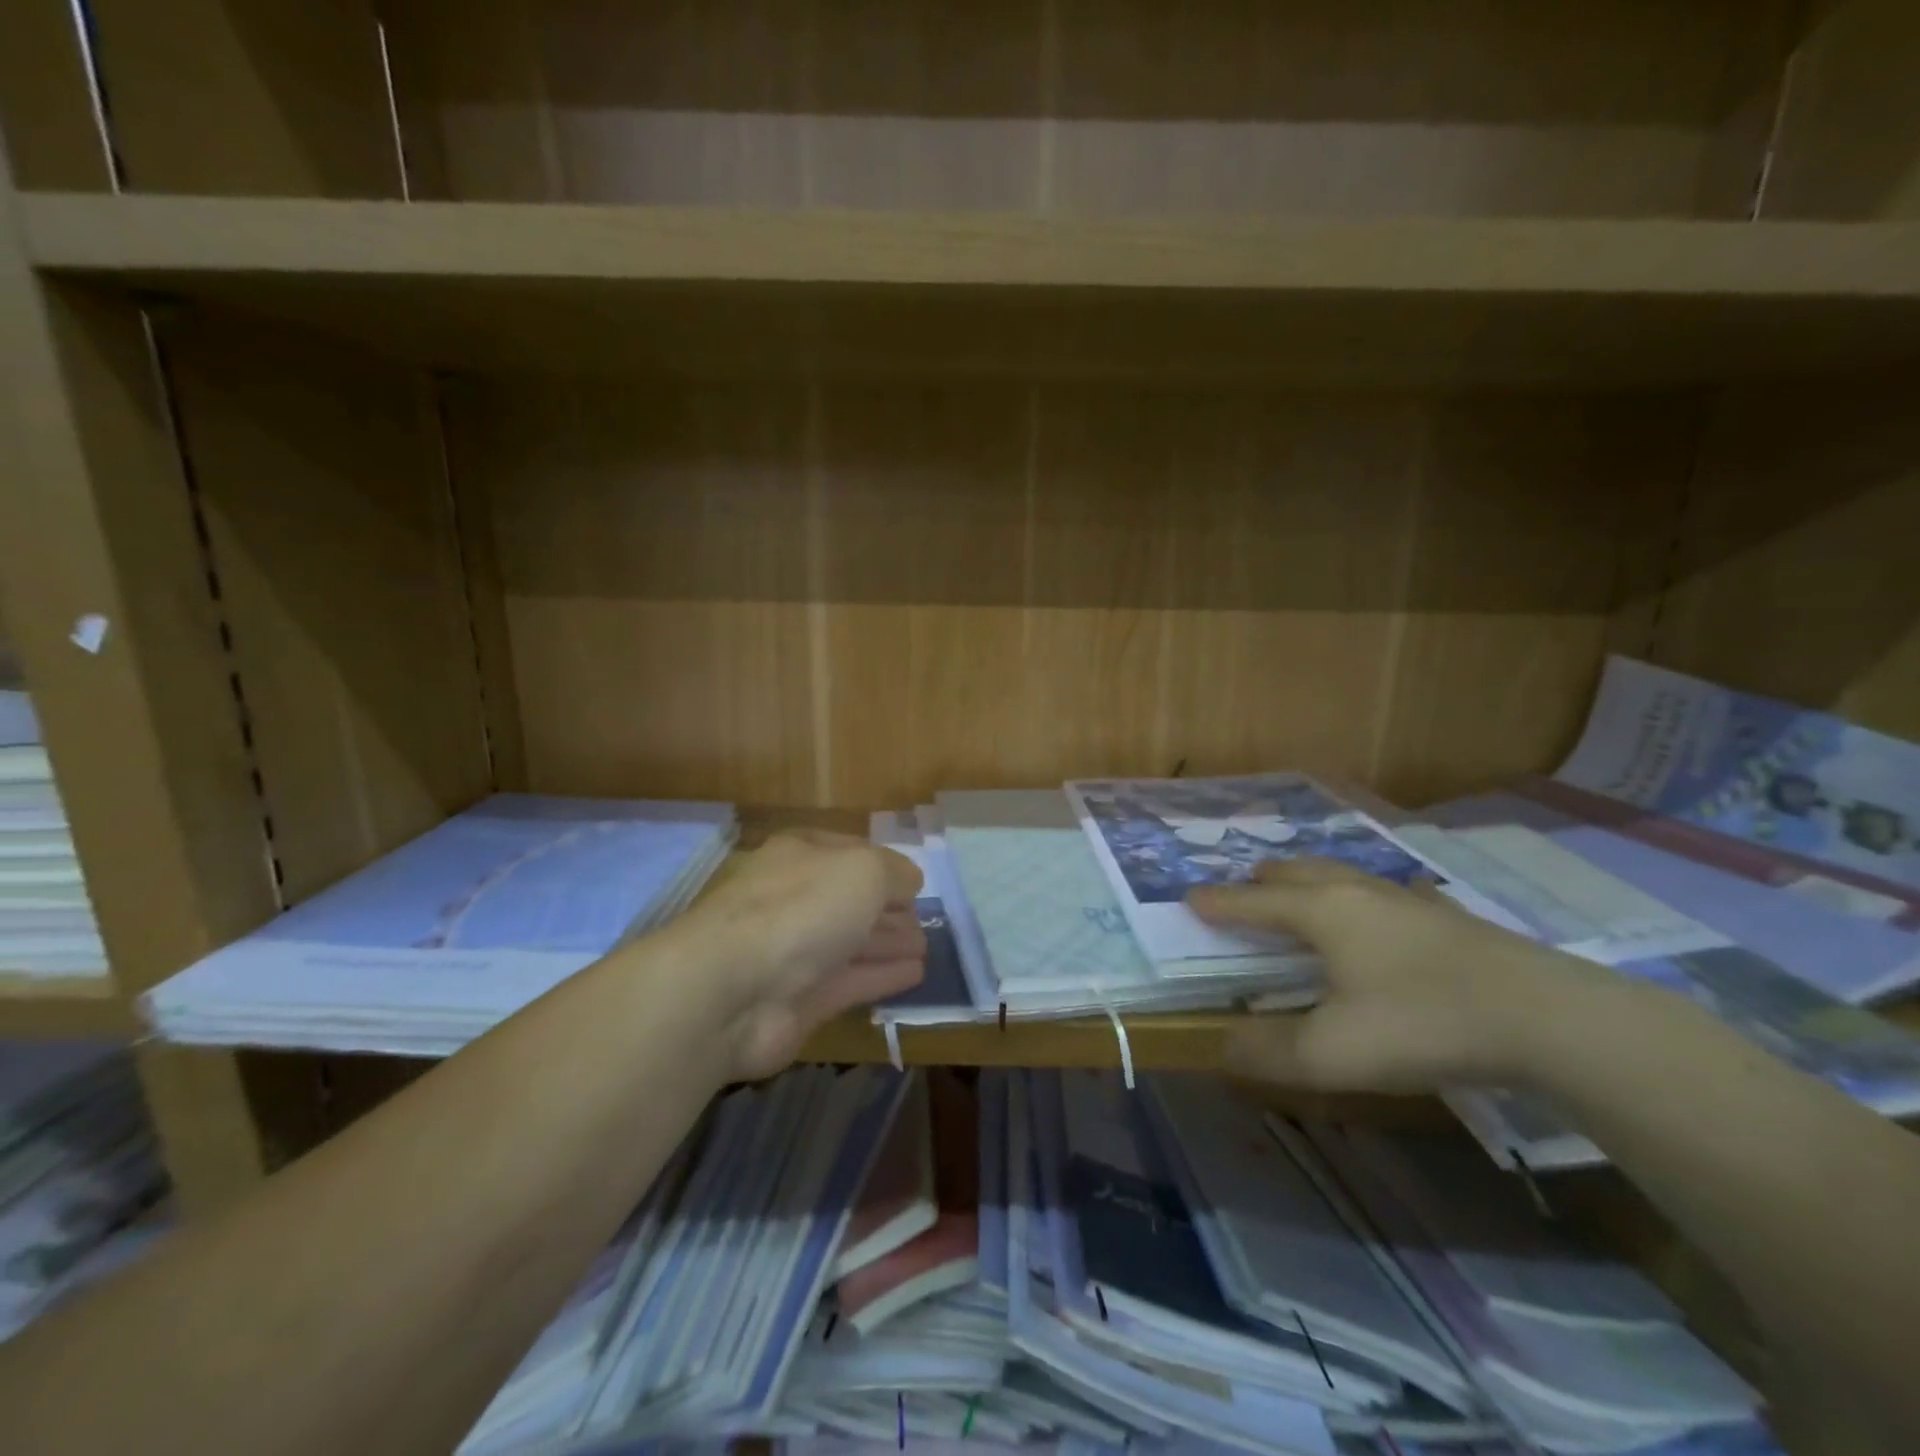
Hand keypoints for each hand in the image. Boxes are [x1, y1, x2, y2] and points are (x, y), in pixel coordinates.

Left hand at [676, 831, 925, 1080]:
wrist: (731, 989)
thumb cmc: (801, 909)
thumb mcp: (864, 871)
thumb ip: (895, 872)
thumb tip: (909, 882)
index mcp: (801, 854)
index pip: (851, 852)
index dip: (885, 866)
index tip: (916, 884)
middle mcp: (794, 897)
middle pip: (849, 900)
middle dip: (887, 909)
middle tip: (923, 921)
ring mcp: (793, 951)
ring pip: (850, 942)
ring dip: (888, 943)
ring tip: (925, 948)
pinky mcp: (797, 1000)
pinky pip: (849, 982)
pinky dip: (880, 976)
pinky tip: (913, 975)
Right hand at [1188, 858, 1596, 1093]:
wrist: (1545, 1017)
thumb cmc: (1422, 1023)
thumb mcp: (1333, 1053)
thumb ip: (1269, 1052)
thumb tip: (1223, 1048)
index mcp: (1322, 912)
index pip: (1254, 902)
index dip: (1219, 902)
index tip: (1190, 898)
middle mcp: (1358, 893)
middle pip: (1297, 872)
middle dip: (1263, 880)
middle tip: (1246, 890)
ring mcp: (1407, 900)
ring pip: (1343, 875)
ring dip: (1311, 880)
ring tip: (1303, 894)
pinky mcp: (1448, 917)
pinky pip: (1388, 893)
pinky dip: (1365, 896)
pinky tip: (1384, 914)